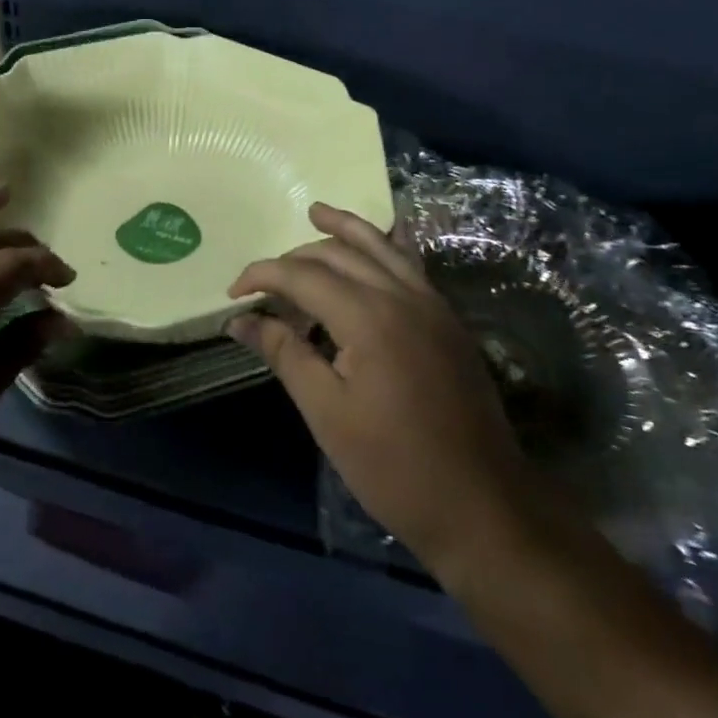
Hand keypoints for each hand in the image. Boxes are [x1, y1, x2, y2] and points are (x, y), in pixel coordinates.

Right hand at [229, 203, 533, 586]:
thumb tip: (240, 320)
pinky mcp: (447, 320)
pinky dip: (386, 245)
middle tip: (265, 279)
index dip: (263, 275)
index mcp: (368, 317)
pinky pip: (411, 264)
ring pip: (381, 246)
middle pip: (339, 253)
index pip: (303, 275)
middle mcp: (401, 295)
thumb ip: (284, 354)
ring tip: (316, 212)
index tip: (234, 293)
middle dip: (295, 256)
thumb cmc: (394, 466)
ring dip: (345, 228)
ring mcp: (431, 304)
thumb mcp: (326, 413)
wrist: (482, 505)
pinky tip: (377, 242)